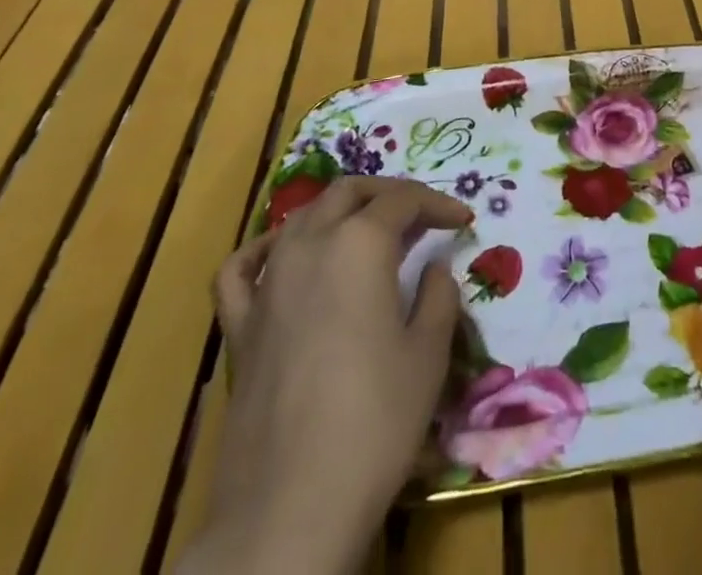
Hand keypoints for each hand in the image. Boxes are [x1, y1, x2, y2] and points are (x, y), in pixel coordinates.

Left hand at [181, 177, 472, 574]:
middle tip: (421, 216)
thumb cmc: (375, 421)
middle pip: (349, 192)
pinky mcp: (238, 326)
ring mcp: (267, 284)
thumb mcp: (429, 353)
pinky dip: (266, 249)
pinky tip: (283, 255)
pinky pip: (243, 268)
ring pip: (301, 217)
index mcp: (359, 244)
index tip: (463, 221)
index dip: (438, 203)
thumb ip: (438, 294)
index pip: (403, 200)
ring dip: (340, 212)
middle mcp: (309, 246)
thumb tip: (434, 267)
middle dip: (389, 194)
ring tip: (368, 232)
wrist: (290, 509)